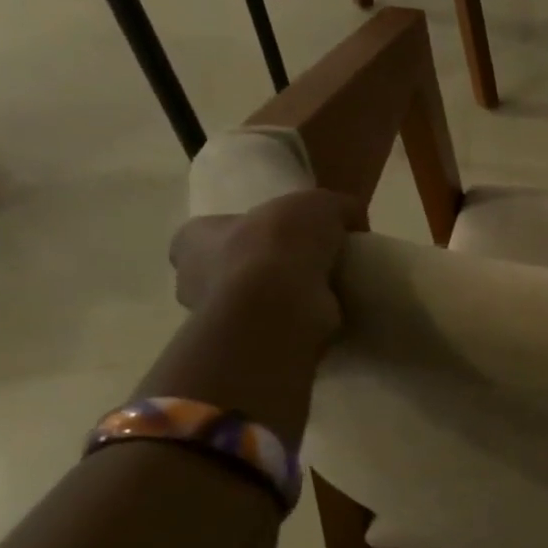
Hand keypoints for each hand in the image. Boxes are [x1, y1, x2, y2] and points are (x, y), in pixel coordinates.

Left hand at [169, 190, 364, 344]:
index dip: (249, 229)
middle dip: (267, 266)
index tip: (286, 234)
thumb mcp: (320, 203)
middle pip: (233, 268)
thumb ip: (338, 207)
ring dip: (284, 298)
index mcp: (194, 238)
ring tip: (328, 291)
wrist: (279, 305)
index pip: (213, 231)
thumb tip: (354, 220)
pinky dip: (299, 322)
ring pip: (254, 302)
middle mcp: (193, 279)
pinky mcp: (247, 344)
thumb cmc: (279, 243)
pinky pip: (276, 328)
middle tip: (312, 263)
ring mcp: (218, 318)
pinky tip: (327, 316)